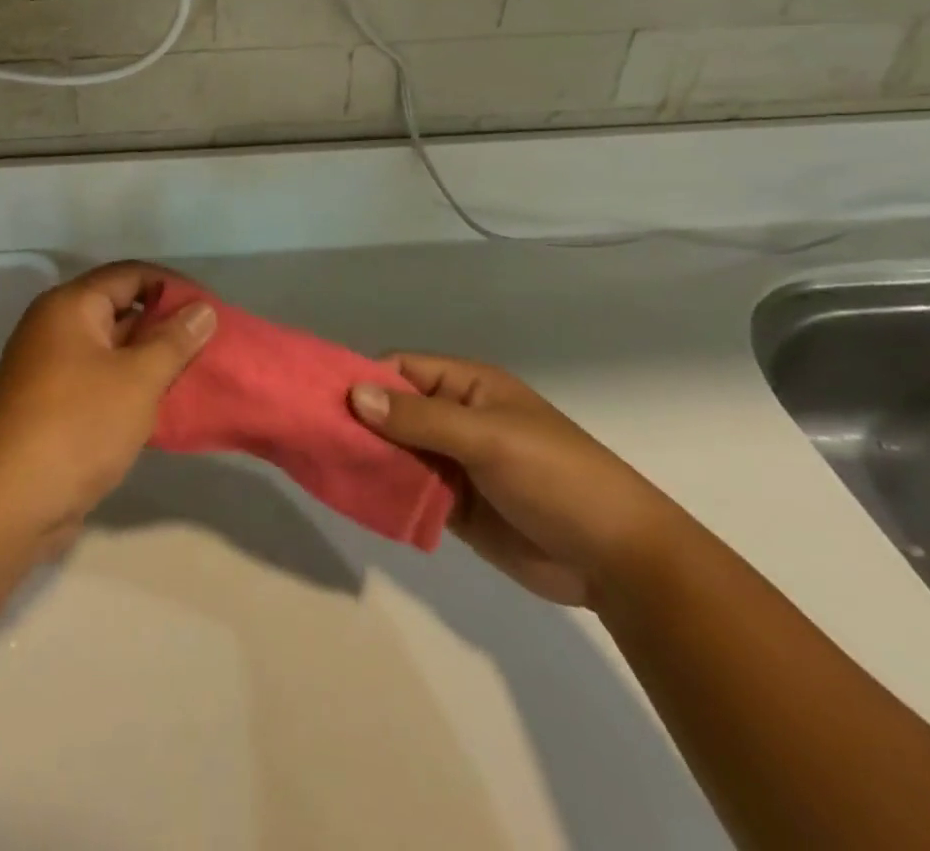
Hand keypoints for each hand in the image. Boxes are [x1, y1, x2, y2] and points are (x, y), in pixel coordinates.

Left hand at [0, 262, 215, 544]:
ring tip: (196, 374)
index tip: (210, 309)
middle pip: (120, 308)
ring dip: (151, 359)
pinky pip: (100, 379)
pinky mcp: (51, 404)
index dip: (173, 286)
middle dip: (165, 325)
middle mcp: (55, 327)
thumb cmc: (78, 425)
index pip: (130, 275)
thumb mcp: (138, 379)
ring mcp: (50, 367)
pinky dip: (130, 386)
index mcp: (70, 305)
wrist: (9, 503)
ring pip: (112, 348)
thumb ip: (174, 340)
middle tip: (209, 344)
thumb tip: (202, 309)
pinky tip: (164, 406)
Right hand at [349, 354, 691, 607]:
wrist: (617, 560)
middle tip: (312, 435)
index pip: (401, 370)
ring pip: (395, 451)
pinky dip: (383, 491)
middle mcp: (455, 418)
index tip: (322, 399)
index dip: (363, 379)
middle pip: (393, 410)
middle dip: (358, 421)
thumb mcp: (487, 438)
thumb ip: (420, 419)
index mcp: (467, 387)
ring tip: (322, 465)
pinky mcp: (453, 505)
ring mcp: (453, 462)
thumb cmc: (556, 477)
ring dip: (367, 457)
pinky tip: (353, 495)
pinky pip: (407, 489)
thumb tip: (354, 394)